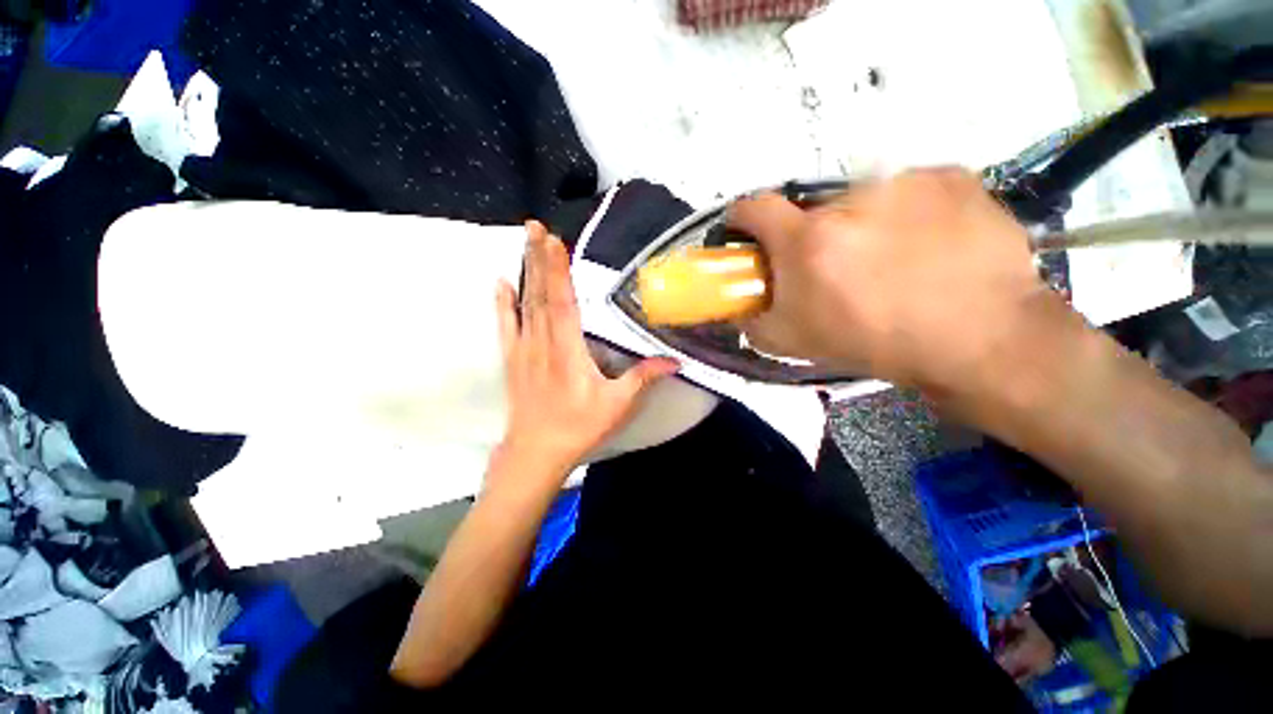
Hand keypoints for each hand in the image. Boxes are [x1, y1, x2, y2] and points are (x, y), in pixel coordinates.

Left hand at [493, 222, 678, 485]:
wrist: (536, 451)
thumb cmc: (578, 427)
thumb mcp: (617, 405)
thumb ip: (643, 378)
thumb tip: (674, 360)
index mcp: (568, 349)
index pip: (563, 301)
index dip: (558, 271)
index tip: (554, 241)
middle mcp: (542, 342)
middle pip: (540, 294)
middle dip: (539, 258)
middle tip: (535, 226)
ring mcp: (524, 349)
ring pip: (524, 303)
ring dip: (524, 270)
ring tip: (524, 241)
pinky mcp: (513, 359)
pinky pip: (506, 324)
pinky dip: (503, 302)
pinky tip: (500, 282)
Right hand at [729, 168, 1047, 392]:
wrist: (980, 339)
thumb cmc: (875, 343)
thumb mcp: (794, 343)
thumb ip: (752, 321)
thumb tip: (736, 306)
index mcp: (807, 240)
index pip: (753, 208)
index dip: (743, 219)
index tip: (750, 235)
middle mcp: (850, 199)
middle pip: (811, 211)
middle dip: (811, 237)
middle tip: (835, 269)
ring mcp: (905, 181)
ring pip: (861, 201)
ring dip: (861, 225)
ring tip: (890, 261)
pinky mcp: (950, 176)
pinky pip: (908, 191)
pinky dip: (907, 214)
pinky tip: (928, 246)